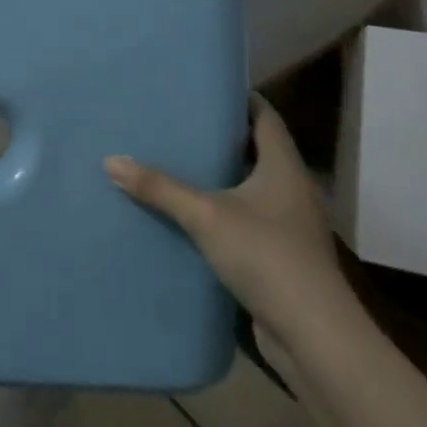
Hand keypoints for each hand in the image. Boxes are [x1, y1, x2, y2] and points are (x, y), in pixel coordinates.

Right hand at [106, 96, 349, 339]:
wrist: (315, 338)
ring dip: (221, 178)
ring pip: (252, 188)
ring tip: (177, 163)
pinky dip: (223, 213)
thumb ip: (160, 187)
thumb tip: (111, 160)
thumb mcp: (205, 216)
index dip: (239, 98)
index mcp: (284, 167)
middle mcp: (293, 190)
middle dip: (221, 137)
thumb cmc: (267, 257)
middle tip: (179, 122)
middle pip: (257, 150)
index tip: (204, 88)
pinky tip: (191, 216)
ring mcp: (290, 227)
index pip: (265, 116)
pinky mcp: (282, 258)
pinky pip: (247, 221)